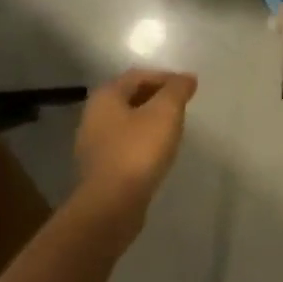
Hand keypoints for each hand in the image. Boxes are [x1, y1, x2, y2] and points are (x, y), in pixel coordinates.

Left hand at [72, 69, 197, 229]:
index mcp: (106, 97)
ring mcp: (94, 144)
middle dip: (157, 97)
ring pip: (127, 122)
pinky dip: (143, 141)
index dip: (165, 77)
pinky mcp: (100, 169)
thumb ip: (177, 90)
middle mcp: (94, 116)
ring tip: (174, 128)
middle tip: (182, 105)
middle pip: (130, 97)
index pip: (138, 75)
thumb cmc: (138, 150)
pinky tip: (159, 152)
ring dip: (150, 120)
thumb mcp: (165, 112)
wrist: (112, 205)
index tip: (188, 87)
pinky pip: (125, 144)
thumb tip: (186, 78)